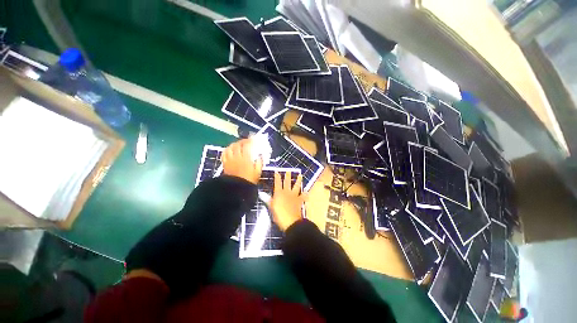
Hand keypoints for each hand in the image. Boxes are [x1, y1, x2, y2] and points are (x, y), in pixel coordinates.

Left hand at [222, 138, 262, 183]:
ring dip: (235, 144)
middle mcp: (237, 157)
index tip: (253, 140)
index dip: (250, 141)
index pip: (247, 146)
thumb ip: (260, 162)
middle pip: (238, 145)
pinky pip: (224, 153)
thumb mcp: (258, 172)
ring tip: (238, 144)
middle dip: (242, 141)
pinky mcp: (225, 163)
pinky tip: (230, 150)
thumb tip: (261, 155)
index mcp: (246, 159)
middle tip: (246, 141)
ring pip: (230, 147)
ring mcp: (230, 160)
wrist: (237, 189)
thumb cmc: (249, 180)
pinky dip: (227, 149)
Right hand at [268, 172, 305, 230]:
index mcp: (279, 193)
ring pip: (296, 186)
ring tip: (300, 176)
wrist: (290, 221)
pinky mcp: (299, 200)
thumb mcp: (271, 207)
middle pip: (287, 182)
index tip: (277, 172)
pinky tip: (307, 191)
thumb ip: (268, 200)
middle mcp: (287, 192)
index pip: (277, 183)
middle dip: (287, 176)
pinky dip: (305, 194)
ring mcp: (294, 196)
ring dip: (298, 181)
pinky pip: (303, 196)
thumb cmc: (278, 215)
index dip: (277, 177)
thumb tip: (262, 195)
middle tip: (289, 171)